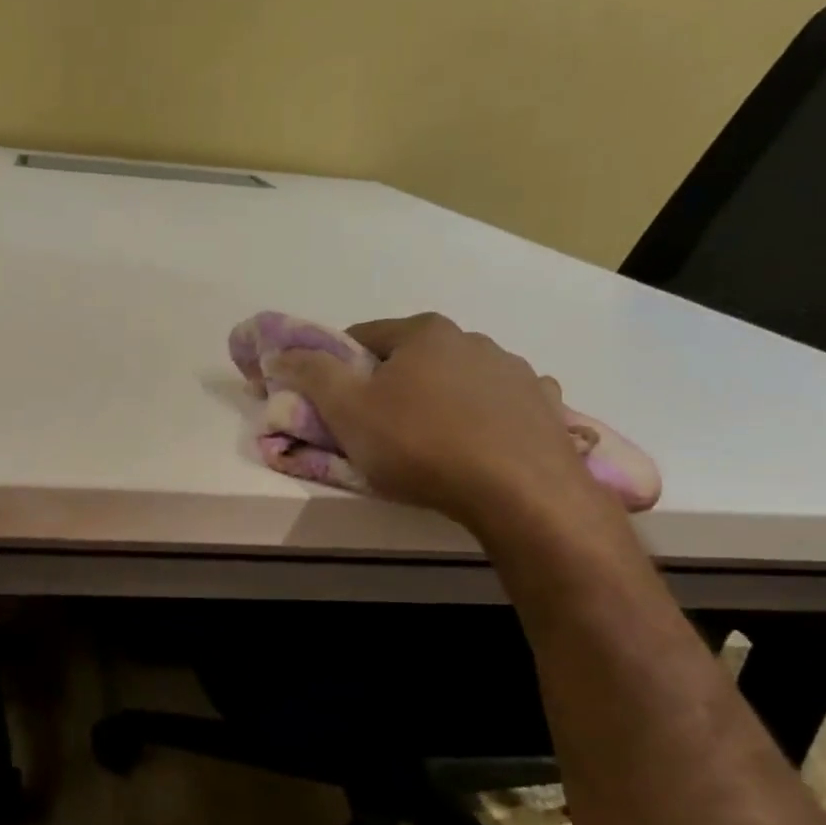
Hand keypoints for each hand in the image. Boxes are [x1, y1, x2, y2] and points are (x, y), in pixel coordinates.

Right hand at [270, 312, 604, 535]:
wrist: (519, 492)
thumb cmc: (421, 445)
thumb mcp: (348, 411)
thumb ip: (312, 374)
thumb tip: (281, 353)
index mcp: (424, 332)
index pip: (363, 337)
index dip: (337, 366)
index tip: (329, 399)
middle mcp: (473, 339)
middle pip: (413, 358)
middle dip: (389, 385)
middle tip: (374, 428)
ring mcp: (515, 371)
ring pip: (458, 381)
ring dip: (438, 400)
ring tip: (428, 445)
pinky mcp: (544, 406)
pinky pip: (499, 406)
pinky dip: (482, 418)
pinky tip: (476, 448)